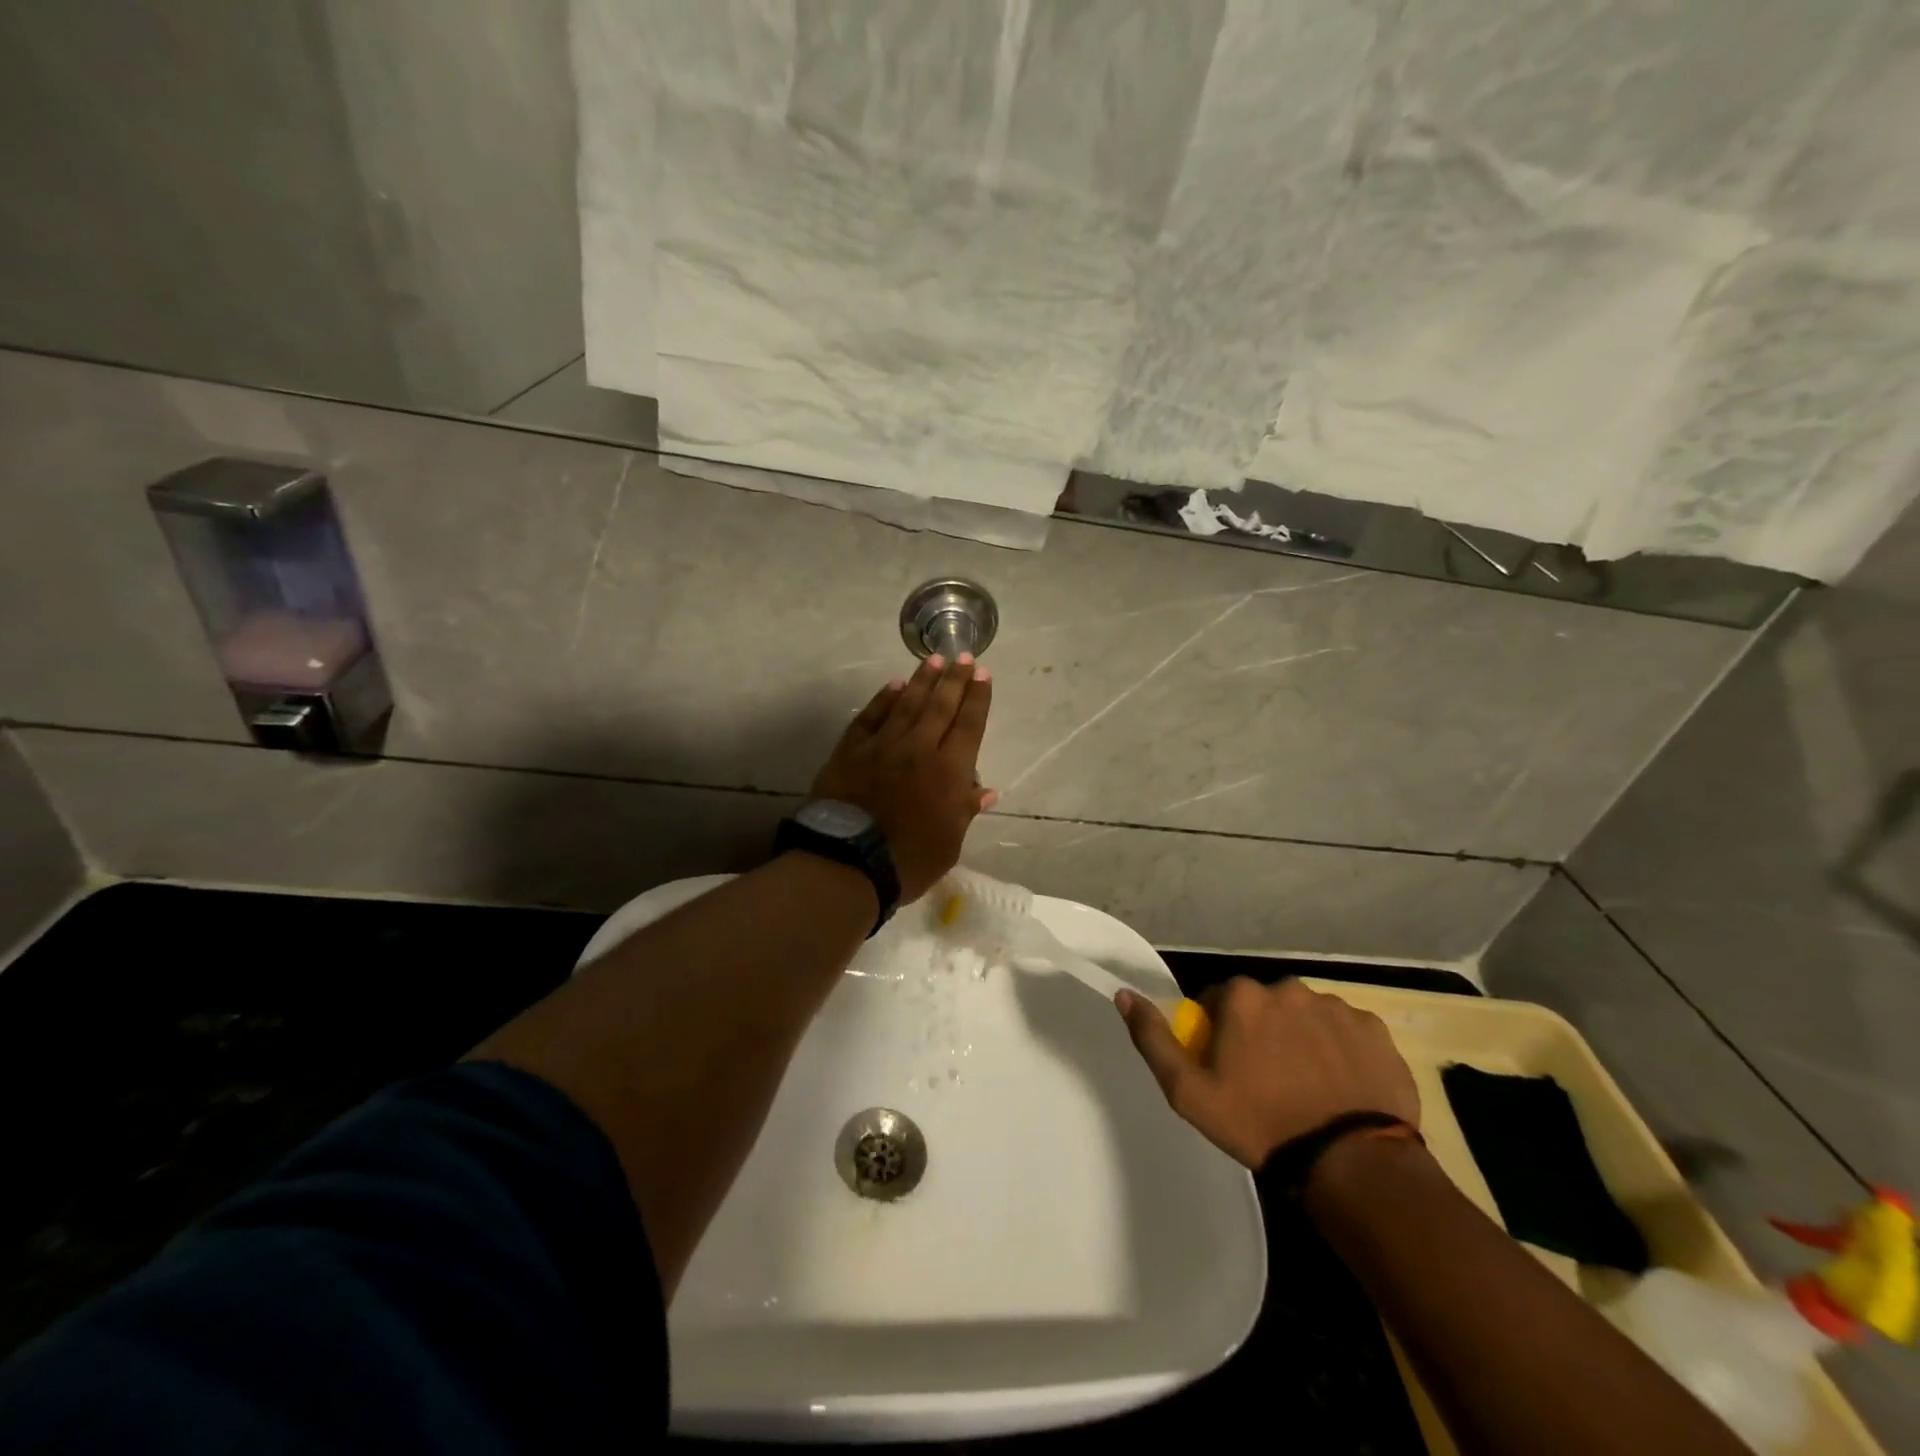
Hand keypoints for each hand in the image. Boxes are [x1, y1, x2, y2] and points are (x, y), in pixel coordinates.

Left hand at [810, 653, 996, 903]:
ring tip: (933, 660)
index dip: (977, 698)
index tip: (982, 674)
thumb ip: (965, 810)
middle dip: (954, 679)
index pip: (969, 725)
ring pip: (906, 704)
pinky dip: (882, 700)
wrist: (849, 864)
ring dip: (922, 680)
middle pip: (940, 707)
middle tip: (962, 655)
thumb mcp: (949, 843)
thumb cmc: (909, 861)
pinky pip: (870, 718)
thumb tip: (986, 790)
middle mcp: (919, 749)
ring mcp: (882, 746)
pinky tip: (892, 685)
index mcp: (949, 772)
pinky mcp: (850, 751)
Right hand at [1116, 977, 1418, 1168]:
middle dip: (1260, 1033)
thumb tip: (1125, 994)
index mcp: (1243, 996)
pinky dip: (1340, 1052)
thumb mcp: (1188, 1092)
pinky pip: (1346, 1033)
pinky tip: (1340, 1087)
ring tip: (1307, 1088)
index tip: (1227, 1070)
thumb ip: (1153, 1038)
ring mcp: (1336, 1007)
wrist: (1351, 1163)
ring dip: (1300, 1040)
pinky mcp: (1376, 1031)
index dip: (1218, 1035)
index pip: (1217, 1002)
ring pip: (1304, 1017)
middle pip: (1263, 1006)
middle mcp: (1288, 988)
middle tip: (1266, 1082)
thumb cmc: (1260, 1124)